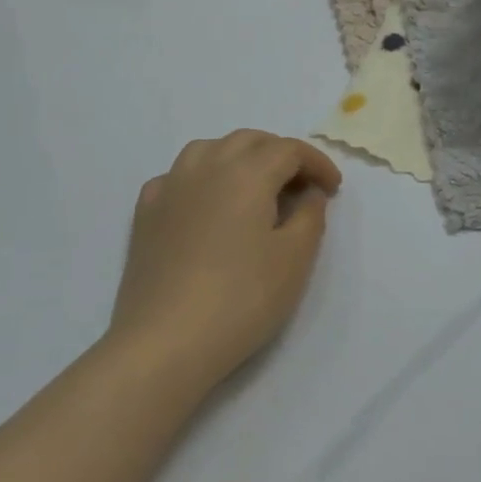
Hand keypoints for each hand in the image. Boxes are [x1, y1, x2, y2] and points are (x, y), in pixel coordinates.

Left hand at [108, 131, 342, 393]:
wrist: (164, 341)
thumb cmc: (240, 299)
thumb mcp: (294, 260)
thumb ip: (310, 216)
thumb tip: (310, 192)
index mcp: (248, 171)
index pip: (290, 150)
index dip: (317, 163)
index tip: (333, 189)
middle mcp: (209, 164)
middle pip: (250, 140)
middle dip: (280, 153)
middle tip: (299, 186)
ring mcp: (172, 184)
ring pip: (210, 148)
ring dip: (238, 157)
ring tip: (253, 186)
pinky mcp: (147, 210)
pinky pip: (178, 176)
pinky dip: (200, 178)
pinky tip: (204, 204)